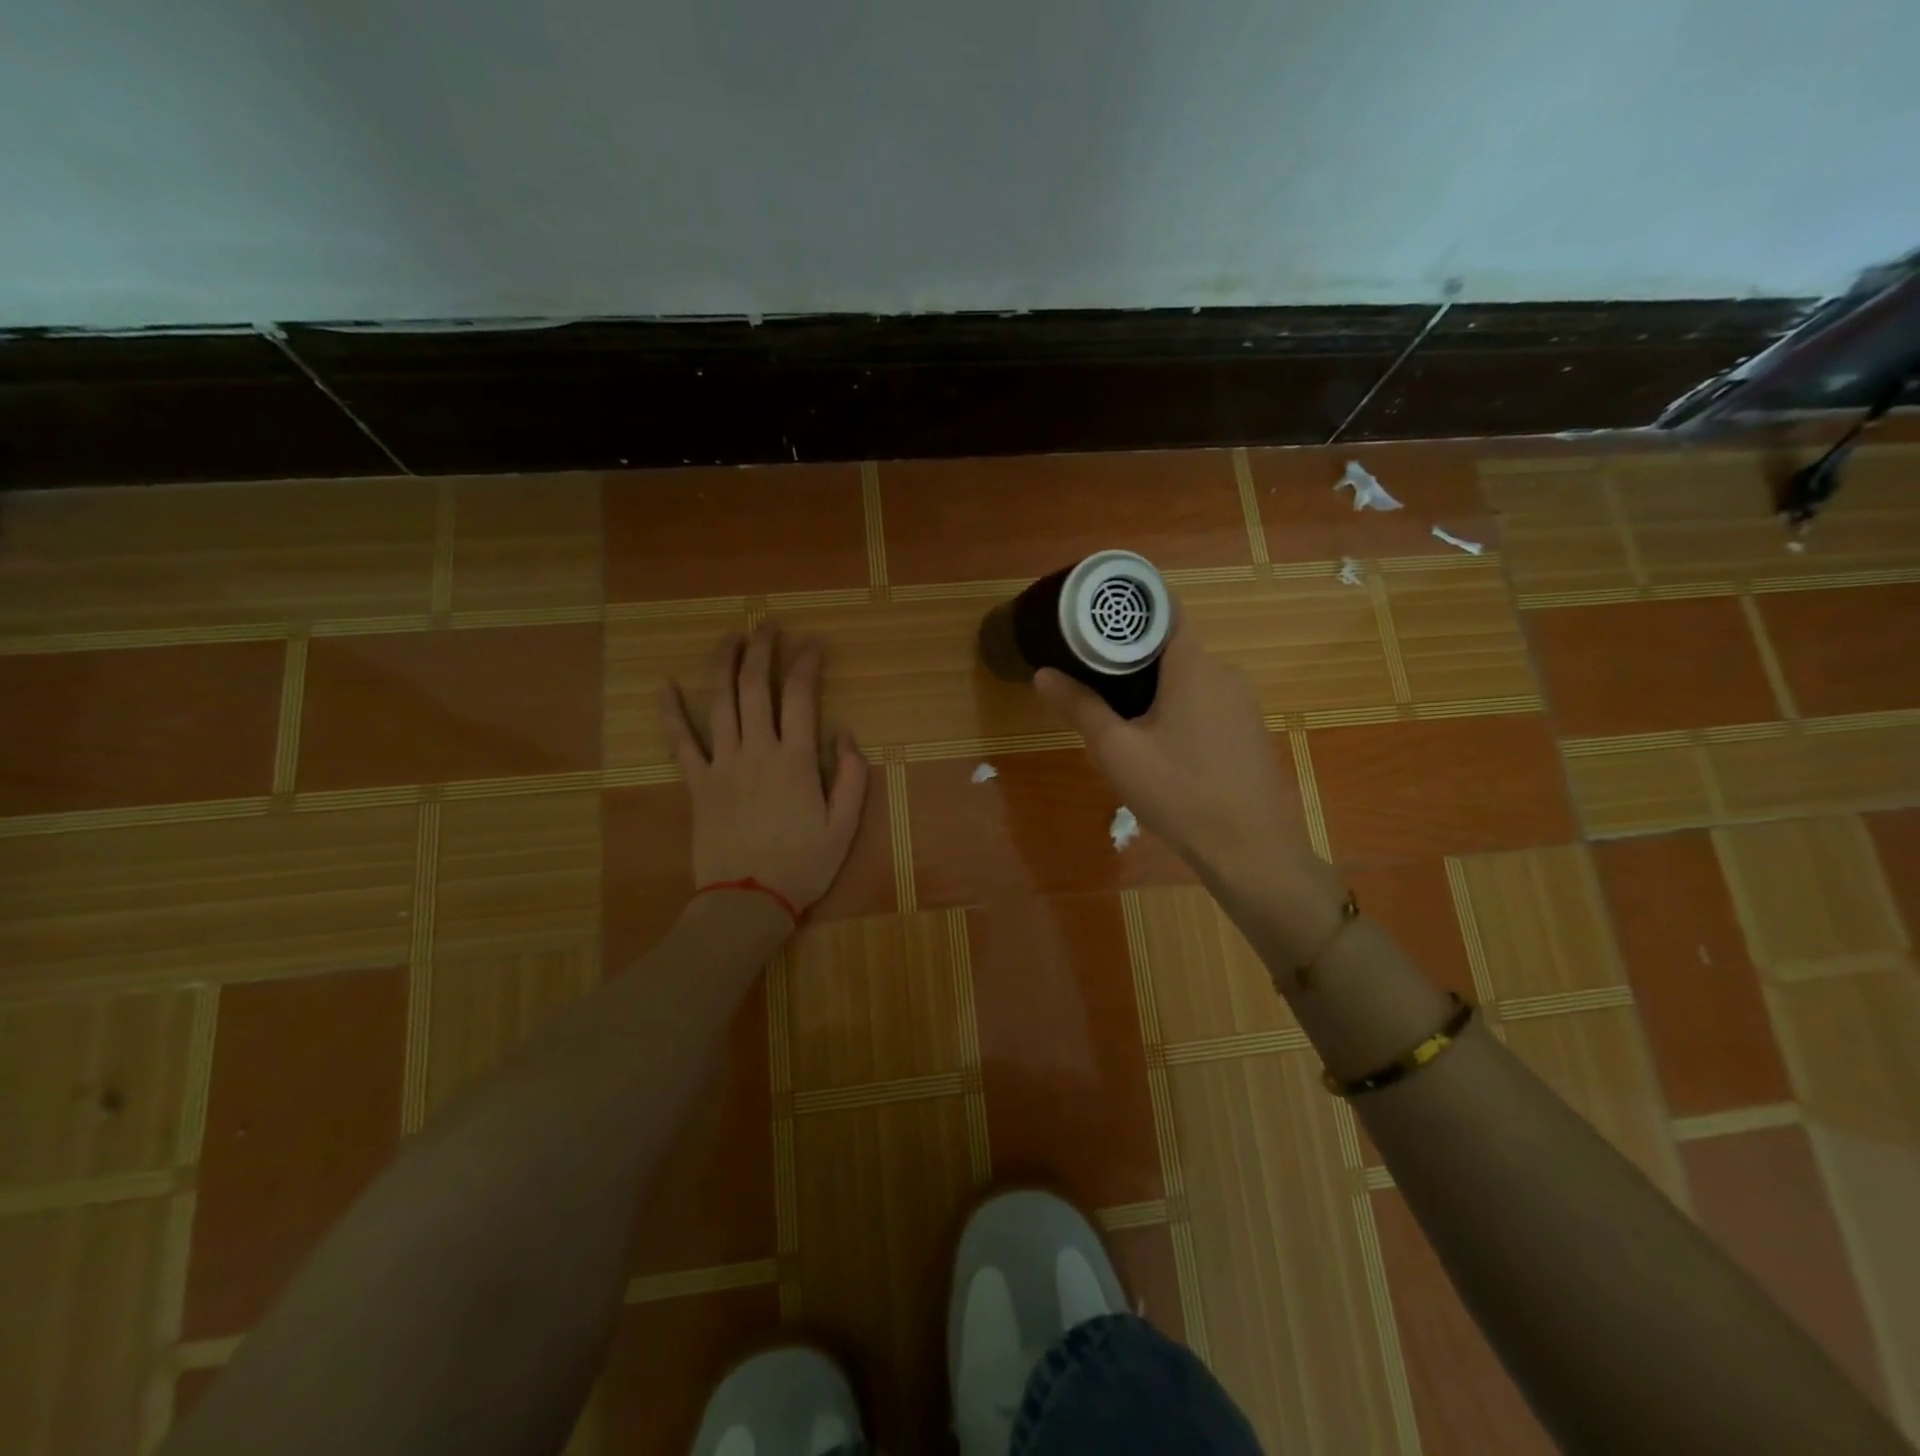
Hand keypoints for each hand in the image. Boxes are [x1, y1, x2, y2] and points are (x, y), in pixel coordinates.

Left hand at [659, 625, 869, 913]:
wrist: (747, 901)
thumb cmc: (802, 865)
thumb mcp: (844, 826)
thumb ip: (852, 777)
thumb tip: (846, 734)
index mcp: (796, 760)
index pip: (801, 696)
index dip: (807, 663)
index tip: (813, 644)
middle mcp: (757, 751)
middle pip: (755, 687)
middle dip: (762, 649)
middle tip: (768, 624)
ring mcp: (722, 764)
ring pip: (719, 702)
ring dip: (724, 664)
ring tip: (731, 637)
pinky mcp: (697, 782)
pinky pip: (680, 741)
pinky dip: (670, 711)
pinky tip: (664, 684)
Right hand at [1033, 606, 1315, 892]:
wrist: (1249, 849)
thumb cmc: (1179, 791)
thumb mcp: (1117, 751)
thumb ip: (1080, 707)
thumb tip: (1043, 674)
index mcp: (1194, 665)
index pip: (1164, 609)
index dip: (1129, 608)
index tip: (1094, 618)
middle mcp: (1225, 672)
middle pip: (1172, 646)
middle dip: (1132, 656)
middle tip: (1092, 675)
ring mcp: (1243, 703)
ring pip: (1189, 678)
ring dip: (1155, 687)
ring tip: (1119, 714)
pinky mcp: (1250, 730)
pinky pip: (1207, 703)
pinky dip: (1179, 708)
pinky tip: (1160, 744)